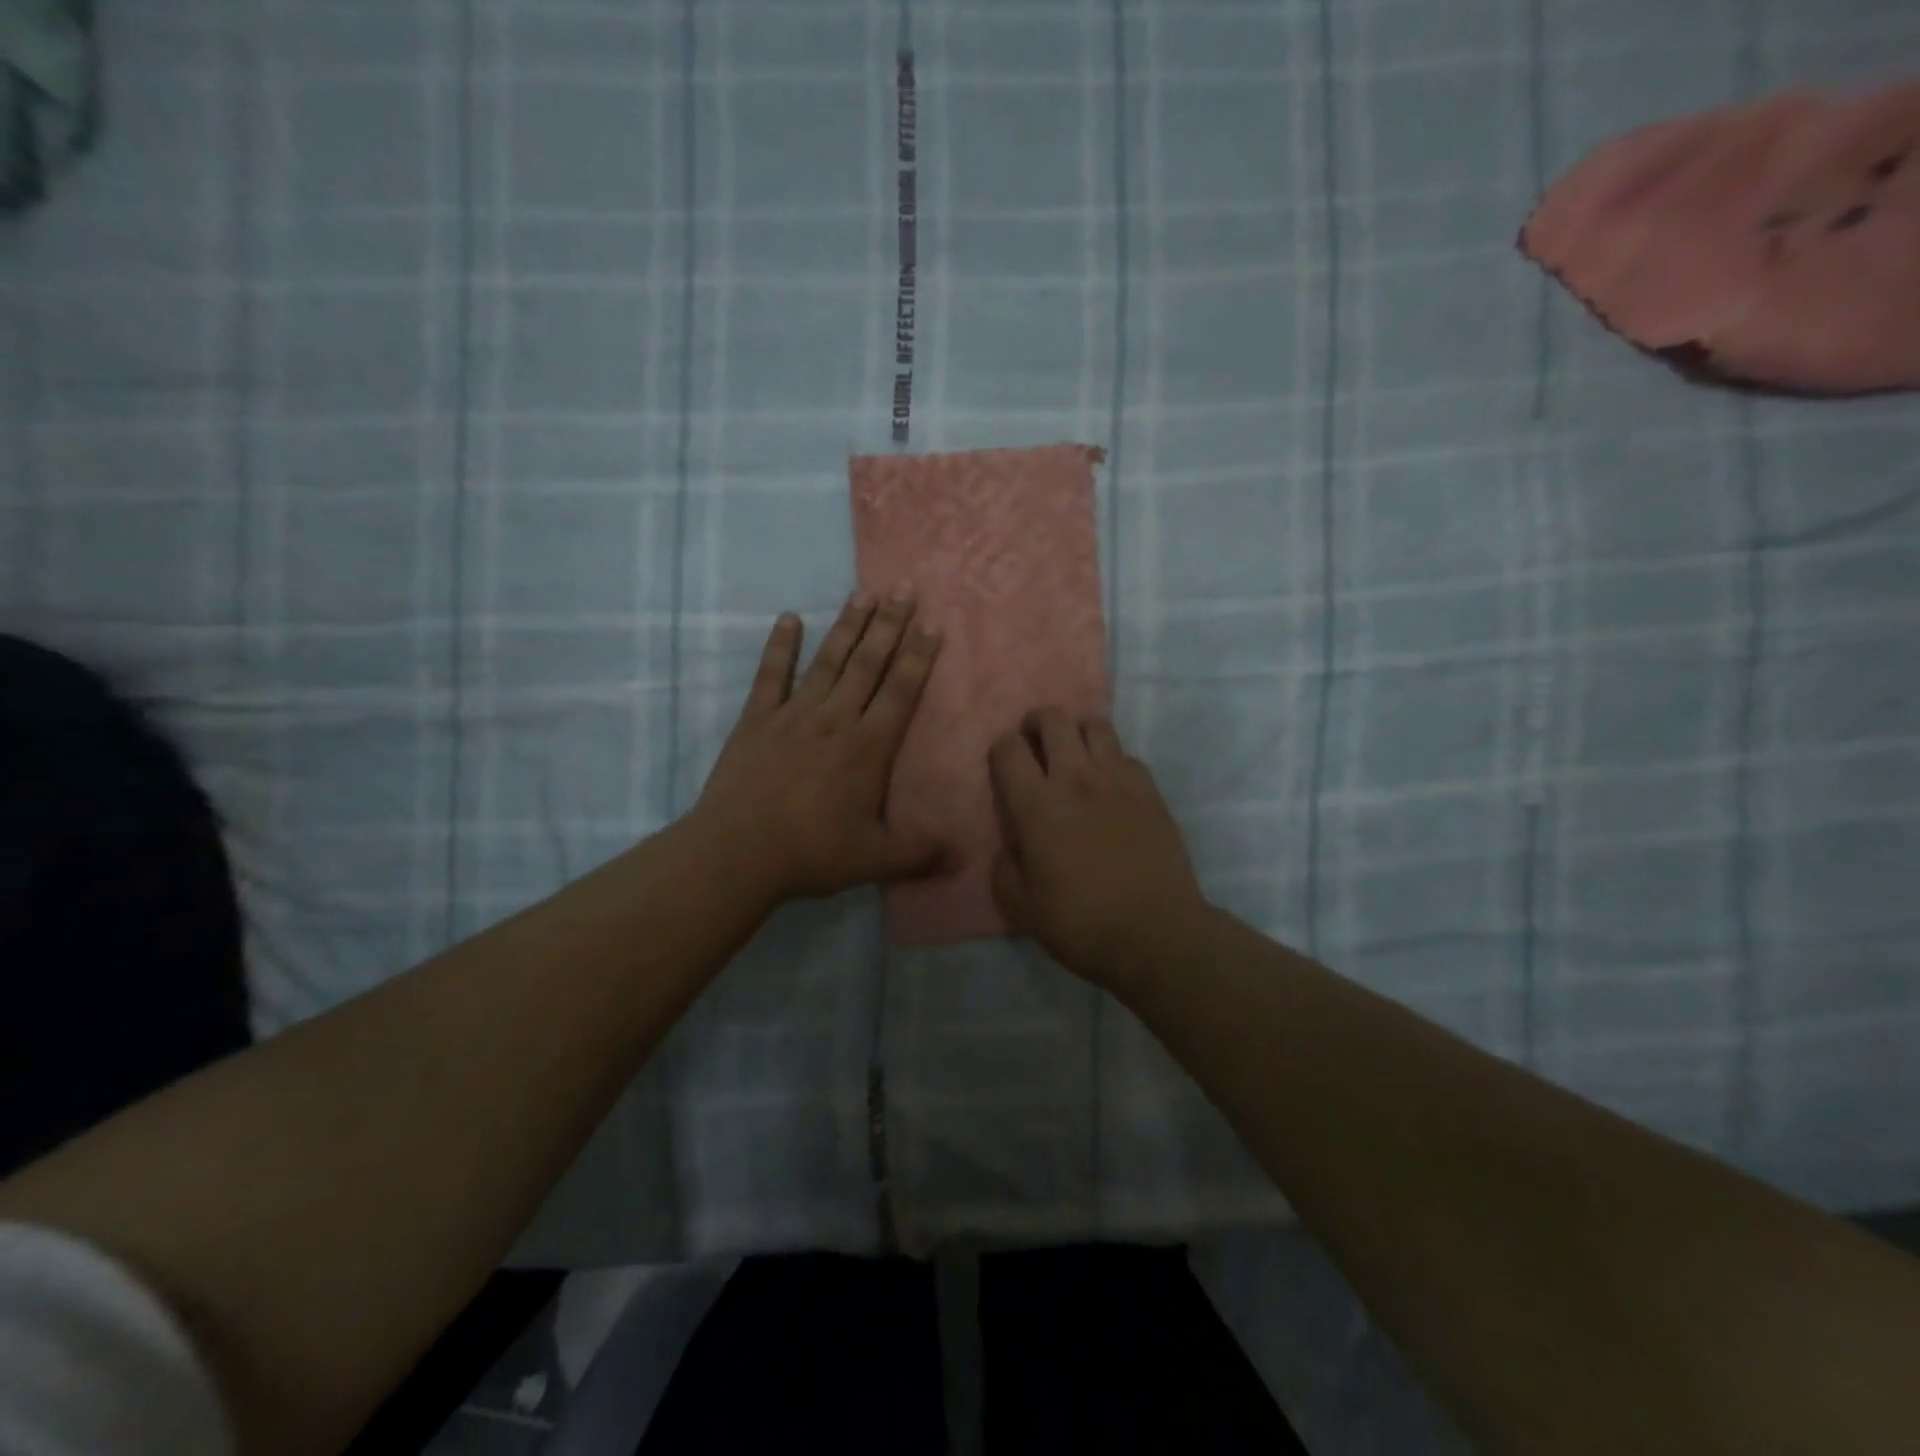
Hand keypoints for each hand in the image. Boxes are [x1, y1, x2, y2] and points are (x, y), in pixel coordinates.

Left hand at [691, 588, 947, 906]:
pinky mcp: (757, 720)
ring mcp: (794, 715)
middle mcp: (836, 719)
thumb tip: (962, 856)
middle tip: (904, 588)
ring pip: (828, 661)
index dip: (919, 656)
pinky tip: (789, 619)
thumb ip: (920, 853)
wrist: (737, 853)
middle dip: (889, 625)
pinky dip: (780, 647)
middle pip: (868, 664)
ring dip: (848, 626)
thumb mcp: (874, 859)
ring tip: (863, 593)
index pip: (901, 691)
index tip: (932, 624)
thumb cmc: (811, 853)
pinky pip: (771, 676)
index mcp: (868, 747)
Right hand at [989, 709, 1210, 987]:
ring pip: (1095, 725)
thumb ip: (1004, 869)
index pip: (1008, 748)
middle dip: (1037, 724)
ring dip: (1077, 732)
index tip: (1004, 768)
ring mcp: (1118, 780)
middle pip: (1053, 719)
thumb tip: (1008, 848)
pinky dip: (1112, 761)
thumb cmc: (1081, 923)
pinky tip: (1111, 786)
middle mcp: (1075, 779)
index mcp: (1036, 805)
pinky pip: (1127, 755)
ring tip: (1075, 757)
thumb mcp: (1021, 907)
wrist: (1155, 934)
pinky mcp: (1150, 791)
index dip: (1001, 750)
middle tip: (1036, 748)